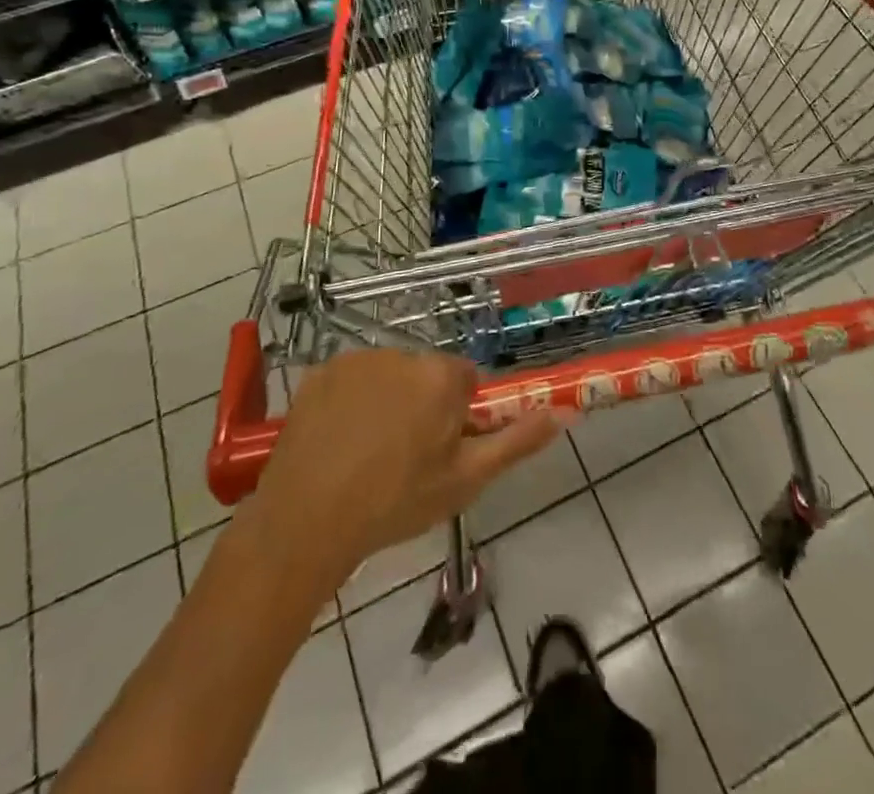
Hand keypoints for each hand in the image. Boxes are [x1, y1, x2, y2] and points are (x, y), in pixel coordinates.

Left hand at [238, 349, 559, 583]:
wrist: (306, 521)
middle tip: (404, 458)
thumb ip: (518, 441)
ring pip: (388, 375)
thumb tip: (567, 412)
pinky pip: (350, 379)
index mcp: (441, 376)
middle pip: (425, 375)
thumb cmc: (395, 502)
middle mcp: (402, 353)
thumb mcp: (466, 479)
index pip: (464, 381)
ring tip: (366, 454)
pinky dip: (350, 401)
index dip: (456, 415)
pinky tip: (337, 441)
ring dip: (387, 401)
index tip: (439, 450)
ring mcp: (357, 360)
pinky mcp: (320, 372)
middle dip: (422, 405)